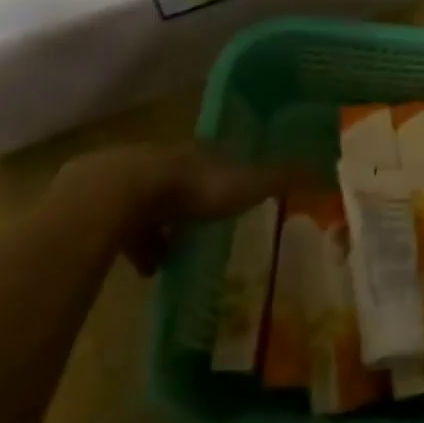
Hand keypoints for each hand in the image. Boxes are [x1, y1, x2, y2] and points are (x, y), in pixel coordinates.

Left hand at [49, 142, 312, 273]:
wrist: (114, 196)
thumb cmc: (188, 189)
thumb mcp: (243, 185)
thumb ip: (280, 179)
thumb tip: (326, 168)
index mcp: (198, 152)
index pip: (218, 156)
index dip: (229, 172)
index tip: (240, 190)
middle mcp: (165, 159)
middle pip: (182, 176)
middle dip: (193, 199)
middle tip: (207, 226)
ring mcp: (127, 180)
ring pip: (150, 201)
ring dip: (162, 223)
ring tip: (175, 255)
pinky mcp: (97, 206)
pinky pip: (121, 226)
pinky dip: (135, 244)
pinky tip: (146, 270)